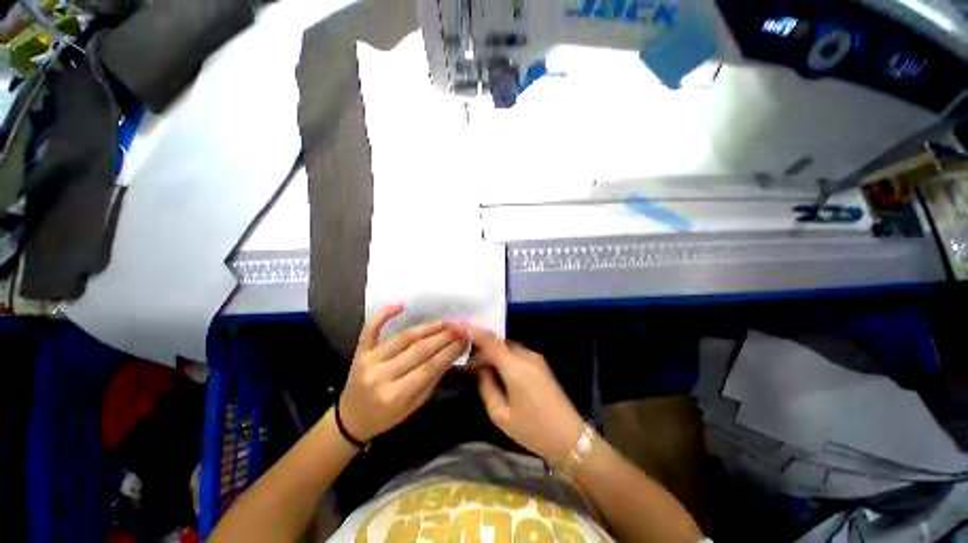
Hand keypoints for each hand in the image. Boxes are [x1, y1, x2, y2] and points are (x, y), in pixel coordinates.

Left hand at [339, 305, 467, 440]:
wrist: (351, 418)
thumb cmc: (385, 417)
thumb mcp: (413, 406)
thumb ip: (432, 379)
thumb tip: (452, 354)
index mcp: (395, 395)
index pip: (429, 367)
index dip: (449, 351)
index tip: (465, 339)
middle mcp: (380, 375)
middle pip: (418, 350)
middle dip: (443, 337)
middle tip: (460, 328)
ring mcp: (368, 360)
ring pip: (403, 338)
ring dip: (427, 328)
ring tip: (445, 322)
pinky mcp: (360, 351)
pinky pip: (371, 329)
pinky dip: (384, 314)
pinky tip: (401, 305)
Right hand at [470, 326, 584, 460]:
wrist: (570, 437)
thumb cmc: (533, 429)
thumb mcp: (501, 414)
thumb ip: (486, 387)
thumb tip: (479, 368)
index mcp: (515, 366)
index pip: (490, 341)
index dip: (474, 332)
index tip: (460, 326)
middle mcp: (526, 356)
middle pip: (499, 342)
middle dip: (483, 346)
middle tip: (470, 359)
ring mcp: (536, 358)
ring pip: (508, 347)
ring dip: (495, 352)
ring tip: (484, 367)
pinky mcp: (541, 364)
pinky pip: (517, 353)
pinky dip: (505, 356)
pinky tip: (501, 371)